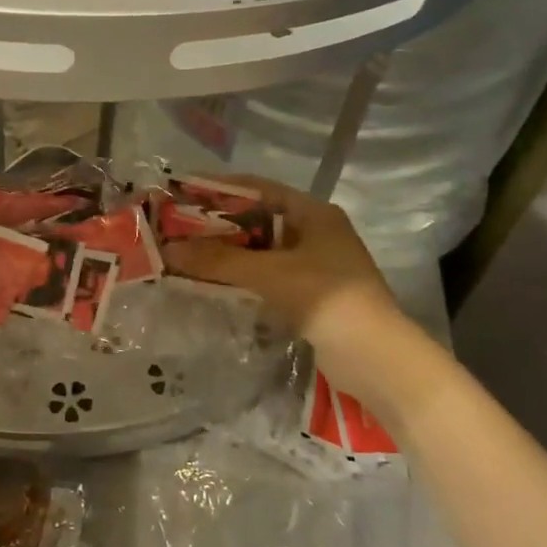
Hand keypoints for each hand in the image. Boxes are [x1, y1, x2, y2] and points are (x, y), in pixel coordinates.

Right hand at [160, 175, 394, 345]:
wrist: (377, 358)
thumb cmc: (328, 299)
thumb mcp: (271, 274)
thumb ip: (220, 260)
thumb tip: (169, 248)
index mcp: (314, 213)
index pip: (259, 188)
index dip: (220, 188)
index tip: (183, 190)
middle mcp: (315, 232)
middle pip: (258, 219)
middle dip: (218, 224)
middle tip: (177, 227)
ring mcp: (314, 265)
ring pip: (261, 250)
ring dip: (228, 252)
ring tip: (186, 254)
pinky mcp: (310, 294)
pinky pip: (268, 275)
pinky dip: (242, 276)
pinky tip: (213, 282)